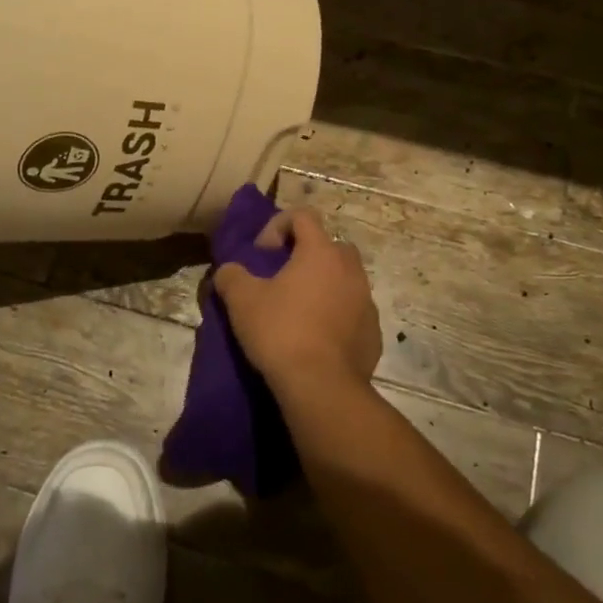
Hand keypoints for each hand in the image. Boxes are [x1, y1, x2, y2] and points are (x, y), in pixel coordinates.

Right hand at [214, 208, 383, 405]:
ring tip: (299, 311)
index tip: (262, 254)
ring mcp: (367, 301)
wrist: (321, 387)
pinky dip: (336, 316)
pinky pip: (353, 312)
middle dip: (306, 255)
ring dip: (323, 286)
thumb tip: (228, 271)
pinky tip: (316, 339)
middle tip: (282, 279)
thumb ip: (231, 275)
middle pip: (329, 246)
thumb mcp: (241, 300)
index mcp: (321, 252)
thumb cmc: (281, 332)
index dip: (278, 226)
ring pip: (345, 279)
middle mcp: (350, 269)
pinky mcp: (374, 333)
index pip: (303, 215)